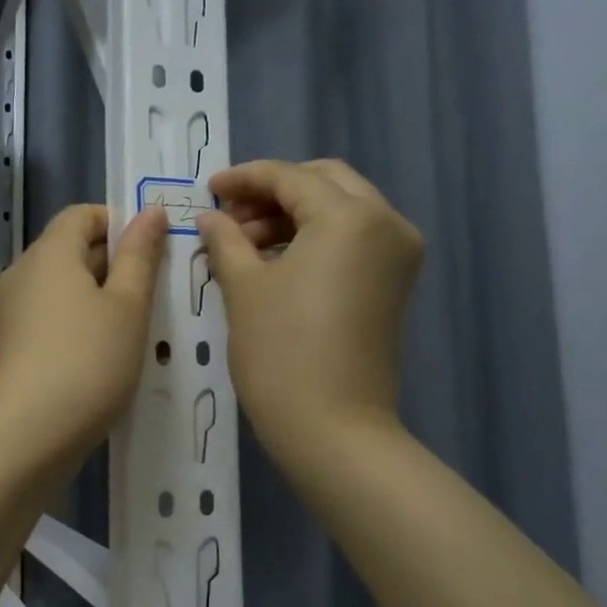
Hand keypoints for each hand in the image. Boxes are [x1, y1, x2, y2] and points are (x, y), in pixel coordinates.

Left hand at [0, 203, 167, 471]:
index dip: (120, 224)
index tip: (153, 254)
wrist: (28, 436)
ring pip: (63, 286)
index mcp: (49, 254)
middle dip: (115, 262)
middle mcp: (22, 273)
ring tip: (137, 326)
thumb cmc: (88, 362)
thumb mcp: (128, 306)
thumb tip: (150, 211)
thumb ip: (140, 255)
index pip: (82, 214)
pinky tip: (105, 353)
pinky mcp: (11, 344)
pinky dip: (79, 321)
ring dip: (100, 296)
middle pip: (71, 249)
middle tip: (156, 292)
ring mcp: (11, 311)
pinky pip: (51, 315)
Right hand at [197, 159, 423, 463]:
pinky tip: (276, 259)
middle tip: (230, 217)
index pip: (290, 177)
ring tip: (245, 243)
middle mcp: (387, 222)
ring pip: (342, 209)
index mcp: (350, 216)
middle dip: (274, 191)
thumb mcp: (244, 288)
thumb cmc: (281, 353)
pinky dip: (316, 238)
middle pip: (325, 182)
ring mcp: (398, 254)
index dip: (244, 178)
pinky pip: (354, 239)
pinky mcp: (394, 283)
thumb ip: (225, 239)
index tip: (208, 189)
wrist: (335, 430)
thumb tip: (210, 217)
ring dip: (294, 214)